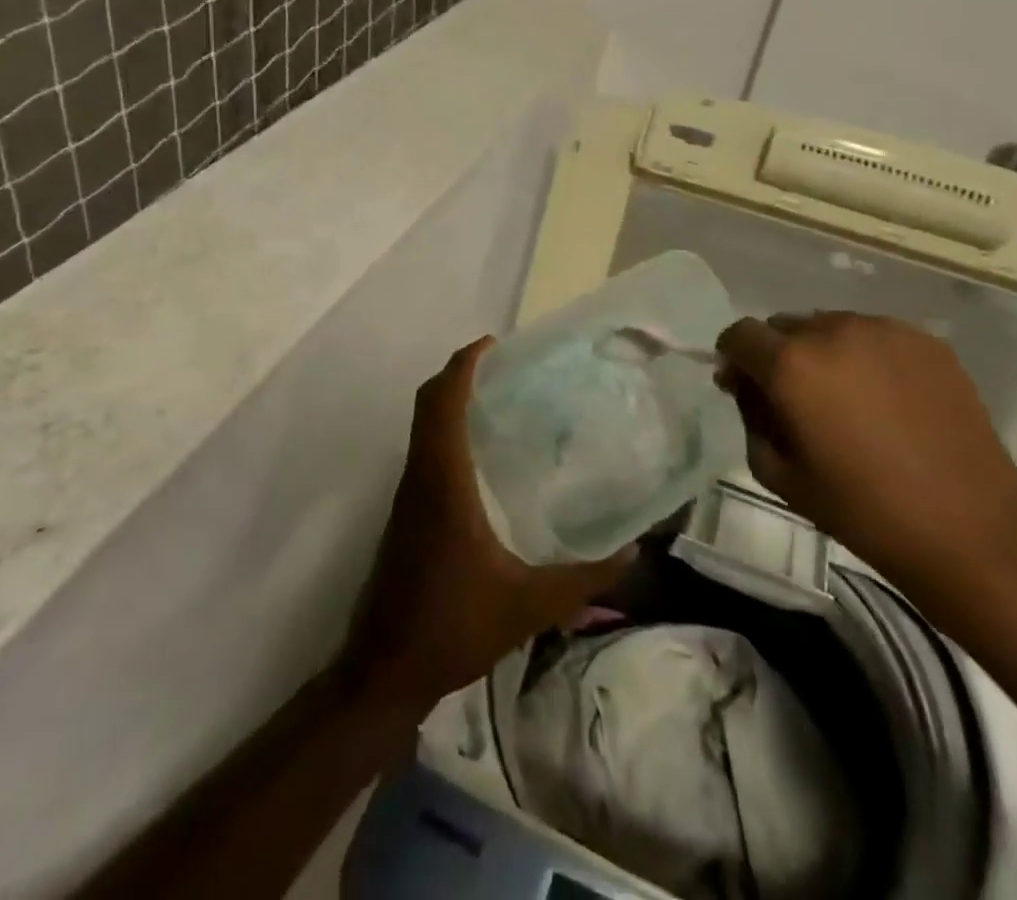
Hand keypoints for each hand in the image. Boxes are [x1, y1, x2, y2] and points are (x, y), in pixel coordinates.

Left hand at [340, 337, 632, 711]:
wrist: (382, 673)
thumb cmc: (452, 627)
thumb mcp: (529, 605)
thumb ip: (584, 579)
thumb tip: (634, 553)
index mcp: (444, 482)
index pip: (443, 403)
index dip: (463, 365)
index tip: (491, 344)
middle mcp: (420, 478)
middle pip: (428, 404)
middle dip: (458, 375)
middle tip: (502, 366)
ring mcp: (407, 498)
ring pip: (423, 428)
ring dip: (450, 402)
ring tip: (499, 401)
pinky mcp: (405, 516)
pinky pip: (425, 453)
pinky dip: (446, 432)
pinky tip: (481, 459)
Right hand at [717, 312, 1016, 597]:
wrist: (970, 528)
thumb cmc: (863, 510)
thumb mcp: (780, 475)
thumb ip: (750, 418)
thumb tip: (746, 386)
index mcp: (791, 364)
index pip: (740, 334)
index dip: (734, 358)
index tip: (744, 387)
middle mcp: (832, 330)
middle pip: (784, 326)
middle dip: (778, 355)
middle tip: (797, 401)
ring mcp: (884, 330)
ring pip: (830, 326)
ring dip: (823, 353)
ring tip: (848, 400)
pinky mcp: (925, 341)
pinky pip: (875, 336)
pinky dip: (866, 357)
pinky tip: (887, 400)